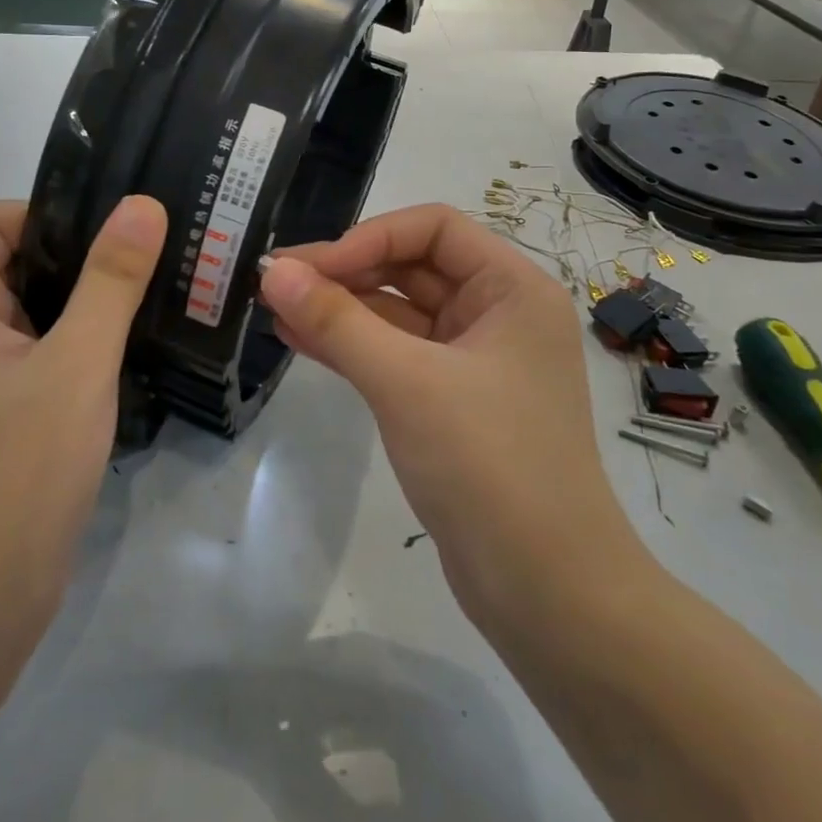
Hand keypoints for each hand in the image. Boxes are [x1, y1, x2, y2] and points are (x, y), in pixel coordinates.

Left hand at [0, 196, 167, 655]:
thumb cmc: (18, 472)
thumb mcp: (76, 364)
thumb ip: (111, 280)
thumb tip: (141, 204)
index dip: (52, 213)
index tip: (117, 233)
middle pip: (18, 260)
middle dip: (85, 255)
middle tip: (156, 257)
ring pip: (37, 310)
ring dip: (91, 301)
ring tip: (158, 296)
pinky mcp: (2, 414)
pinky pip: (44, 353)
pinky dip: (84, 343)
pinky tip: (133, 352)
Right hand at [258, 203, 655, 636]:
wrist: (547, 592)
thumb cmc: (489, 464)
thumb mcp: (406, 382)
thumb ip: (337, 321)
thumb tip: (274, 270)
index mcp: (513, 289)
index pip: (433, 228)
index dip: (368, 237)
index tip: (309, 268)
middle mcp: (499, 314)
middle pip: (414, 267)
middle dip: (346, 271)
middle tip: (277, 282)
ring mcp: (475, 361)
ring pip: (399, 314)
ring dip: (341, 308)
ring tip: (275, 307)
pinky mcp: (452, 403)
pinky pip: (396, 356)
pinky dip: (352, 346)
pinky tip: (298, 340)